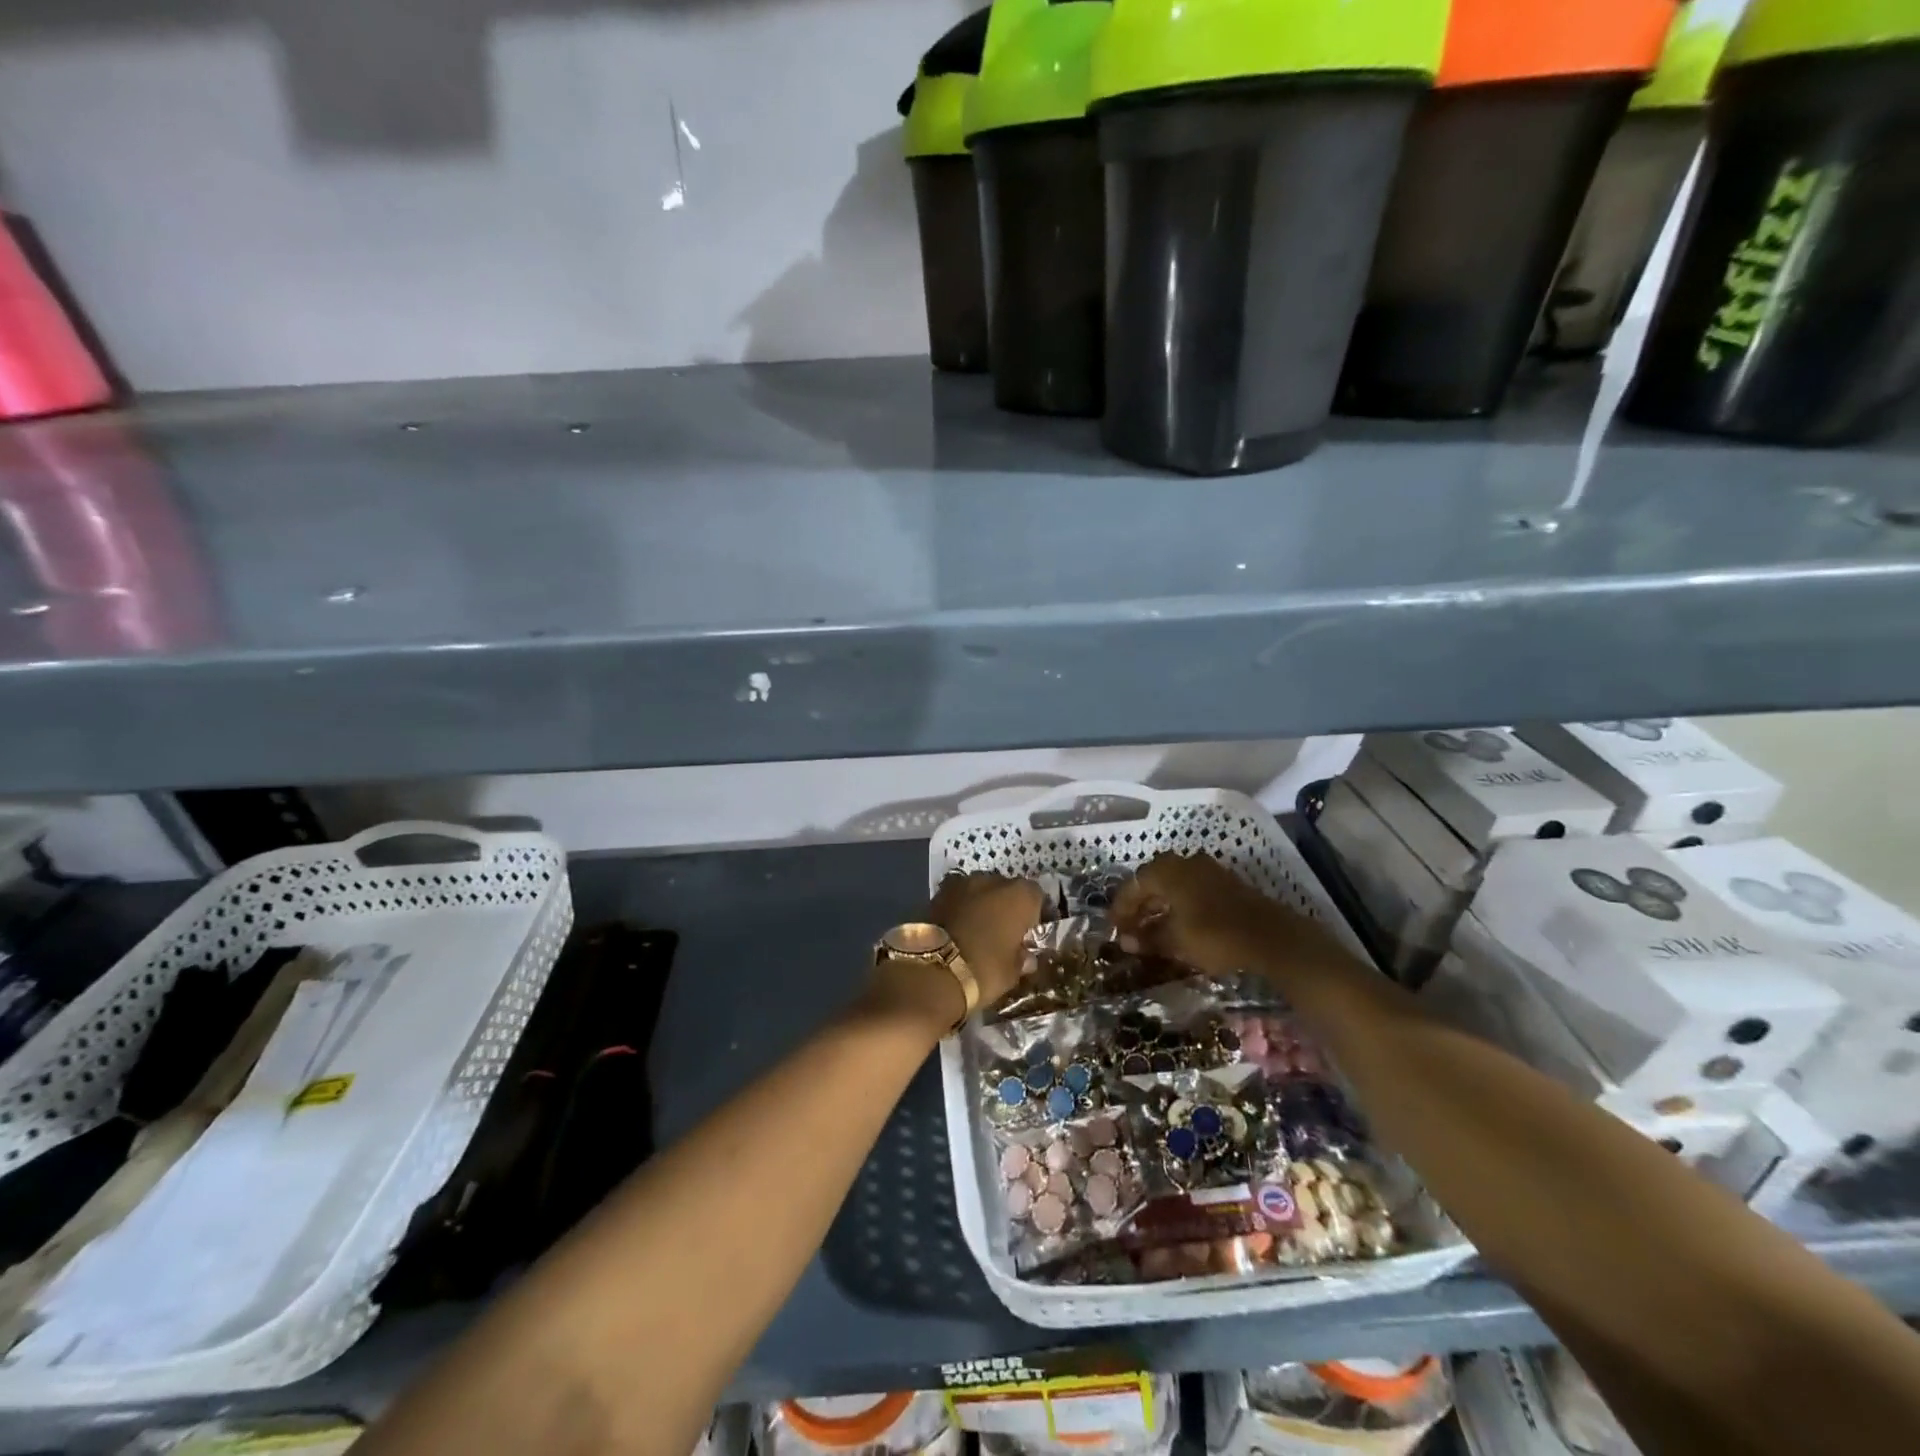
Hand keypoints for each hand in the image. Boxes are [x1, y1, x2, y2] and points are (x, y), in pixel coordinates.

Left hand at [930, 872, 1042, 1008]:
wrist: (930, 969)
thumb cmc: (983, 970)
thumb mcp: (1012, 973)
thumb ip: (1022, 959)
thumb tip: (1026, 956)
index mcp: (1019, 896)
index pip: (1036, 895)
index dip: (1036, 912)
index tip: (1032, 931)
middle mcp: (993, 880)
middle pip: (1006, 889)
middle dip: (1007, 906)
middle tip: (1005, 931)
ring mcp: (962, 883)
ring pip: (980, 891)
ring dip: (982, 905)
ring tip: (979, 929)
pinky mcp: (937, 892)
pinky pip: (958, 898)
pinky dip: (961, 909)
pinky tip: (958, 928)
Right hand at [1111, 852, 1348, 980]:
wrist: (1271, 938)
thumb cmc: (1214, 936)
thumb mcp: (1175, 941)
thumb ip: (1148, 938)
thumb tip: (1126, 941)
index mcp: (1166, 870)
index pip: (1132, 885)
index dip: (1121, 909)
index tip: (1114, 930)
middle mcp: (1184, 862)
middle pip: (1152, 882)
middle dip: (1139, 907)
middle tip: (1130, 931)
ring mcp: (1208, 870)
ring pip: (1173, 886)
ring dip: (1159, 907)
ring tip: (1151, 931)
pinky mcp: (1225, 883)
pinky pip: (1191, 890)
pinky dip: (1179, 906)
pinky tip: (1178, 926)